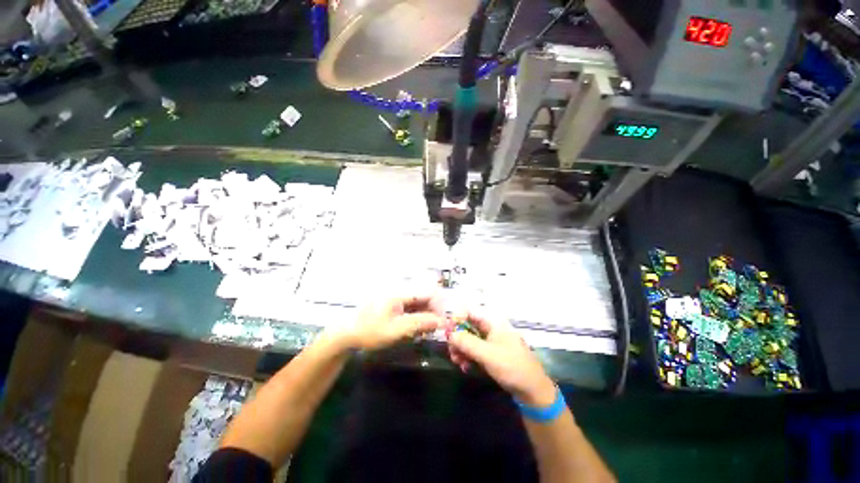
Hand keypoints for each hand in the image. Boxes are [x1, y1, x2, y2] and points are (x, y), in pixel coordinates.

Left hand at [337, 294, 444, 350]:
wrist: (348, 335)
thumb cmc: (371, 331)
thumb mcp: (397, 330)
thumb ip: (420, 323)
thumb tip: (441, 321)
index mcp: (401, 293)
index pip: (428, 293)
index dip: (438, 306)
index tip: (443, 322)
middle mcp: (401, 292)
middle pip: (424, 298)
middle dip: (433, 313)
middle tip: (435, 330)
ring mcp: (397, 299)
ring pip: (419, 304)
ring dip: (426, 317)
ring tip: (426, 332)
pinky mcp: (395, 306)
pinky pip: (412, 309)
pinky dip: (417, 318)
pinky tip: (417, 330)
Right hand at [448, 312, 555, 405]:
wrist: (532, 390)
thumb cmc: (512, 366)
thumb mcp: (487, 354)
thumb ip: (467, 342)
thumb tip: (449, 334)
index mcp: (492, 322)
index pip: (469, 312)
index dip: (457, 319)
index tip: (448, 333)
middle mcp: (490, 328)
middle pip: (467, 326)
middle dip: (457, 338)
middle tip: (452, 352)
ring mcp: (490, 341)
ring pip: (468, 339)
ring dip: (460, 349)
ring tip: (458, 362)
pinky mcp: (490, 353)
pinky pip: (474, 350)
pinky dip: (467, 357)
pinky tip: (465, 367)